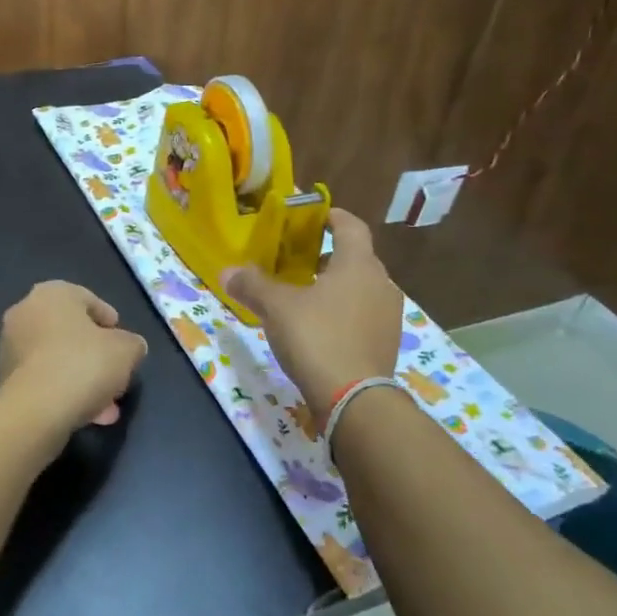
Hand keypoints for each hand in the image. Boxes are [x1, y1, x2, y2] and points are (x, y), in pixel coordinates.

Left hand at [0, 281, 147, 442]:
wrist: (35, 410)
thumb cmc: (83, 364)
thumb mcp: (126, 350)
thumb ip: (131, 343)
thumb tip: (128, 347)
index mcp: (52, 294)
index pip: (88, 299)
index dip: (109, 321)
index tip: (123, 342)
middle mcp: (25, 312)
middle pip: (70, 332)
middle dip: (96, 356)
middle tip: (116, 375)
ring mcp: (10, 346)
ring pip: (57, 359)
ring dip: (82, 378)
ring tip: (106, 407)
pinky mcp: (4, 378)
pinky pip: (43, 379)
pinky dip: (63, 391)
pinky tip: (85, 414)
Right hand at [221, 209, 407, 409]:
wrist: (355, 399)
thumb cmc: (317, 337)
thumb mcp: (276, 307)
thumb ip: (253, 285)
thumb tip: (227, 271)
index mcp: (358, 264)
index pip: (351, 226)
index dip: (333, 216)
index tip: (314, 216)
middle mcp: (381, 283)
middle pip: (356, 258)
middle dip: (328, 256)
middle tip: (298, 261)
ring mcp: (388, 315)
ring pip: (361, 288)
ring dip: (337, 286)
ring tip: (306, 296)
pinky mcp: (387, 343)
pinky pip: (364, 314)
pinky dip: (344, 312)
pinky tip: (320, 328)